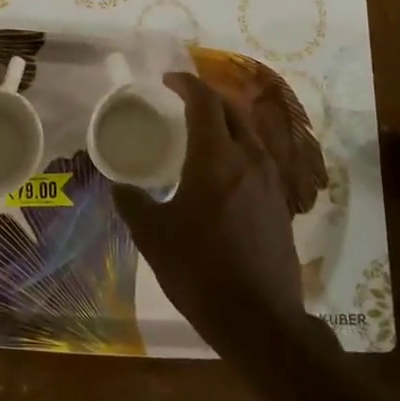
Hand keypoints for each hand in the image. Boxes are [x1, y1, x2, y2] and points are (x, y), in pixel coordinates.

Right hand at [112, 73, 308, 359]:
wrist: (259, 319)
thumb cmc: (200, 271)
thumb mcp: (153, 236)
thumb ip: (133, 203)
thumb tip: (118, 185)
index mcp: (215, 158)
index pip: (204, 103)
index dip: (185, 85)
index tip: (167, 81)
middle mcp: (249, 159)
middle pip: (232, 110)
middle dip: (207, 97)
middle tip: (182, 101)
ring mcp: (271, 180)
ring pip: (251, 132)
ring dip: (227, 119)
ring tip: (204, 128)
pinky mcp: (281, 202)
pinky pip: (260, 156)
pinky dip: (240, 145)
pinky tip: (225, 167)